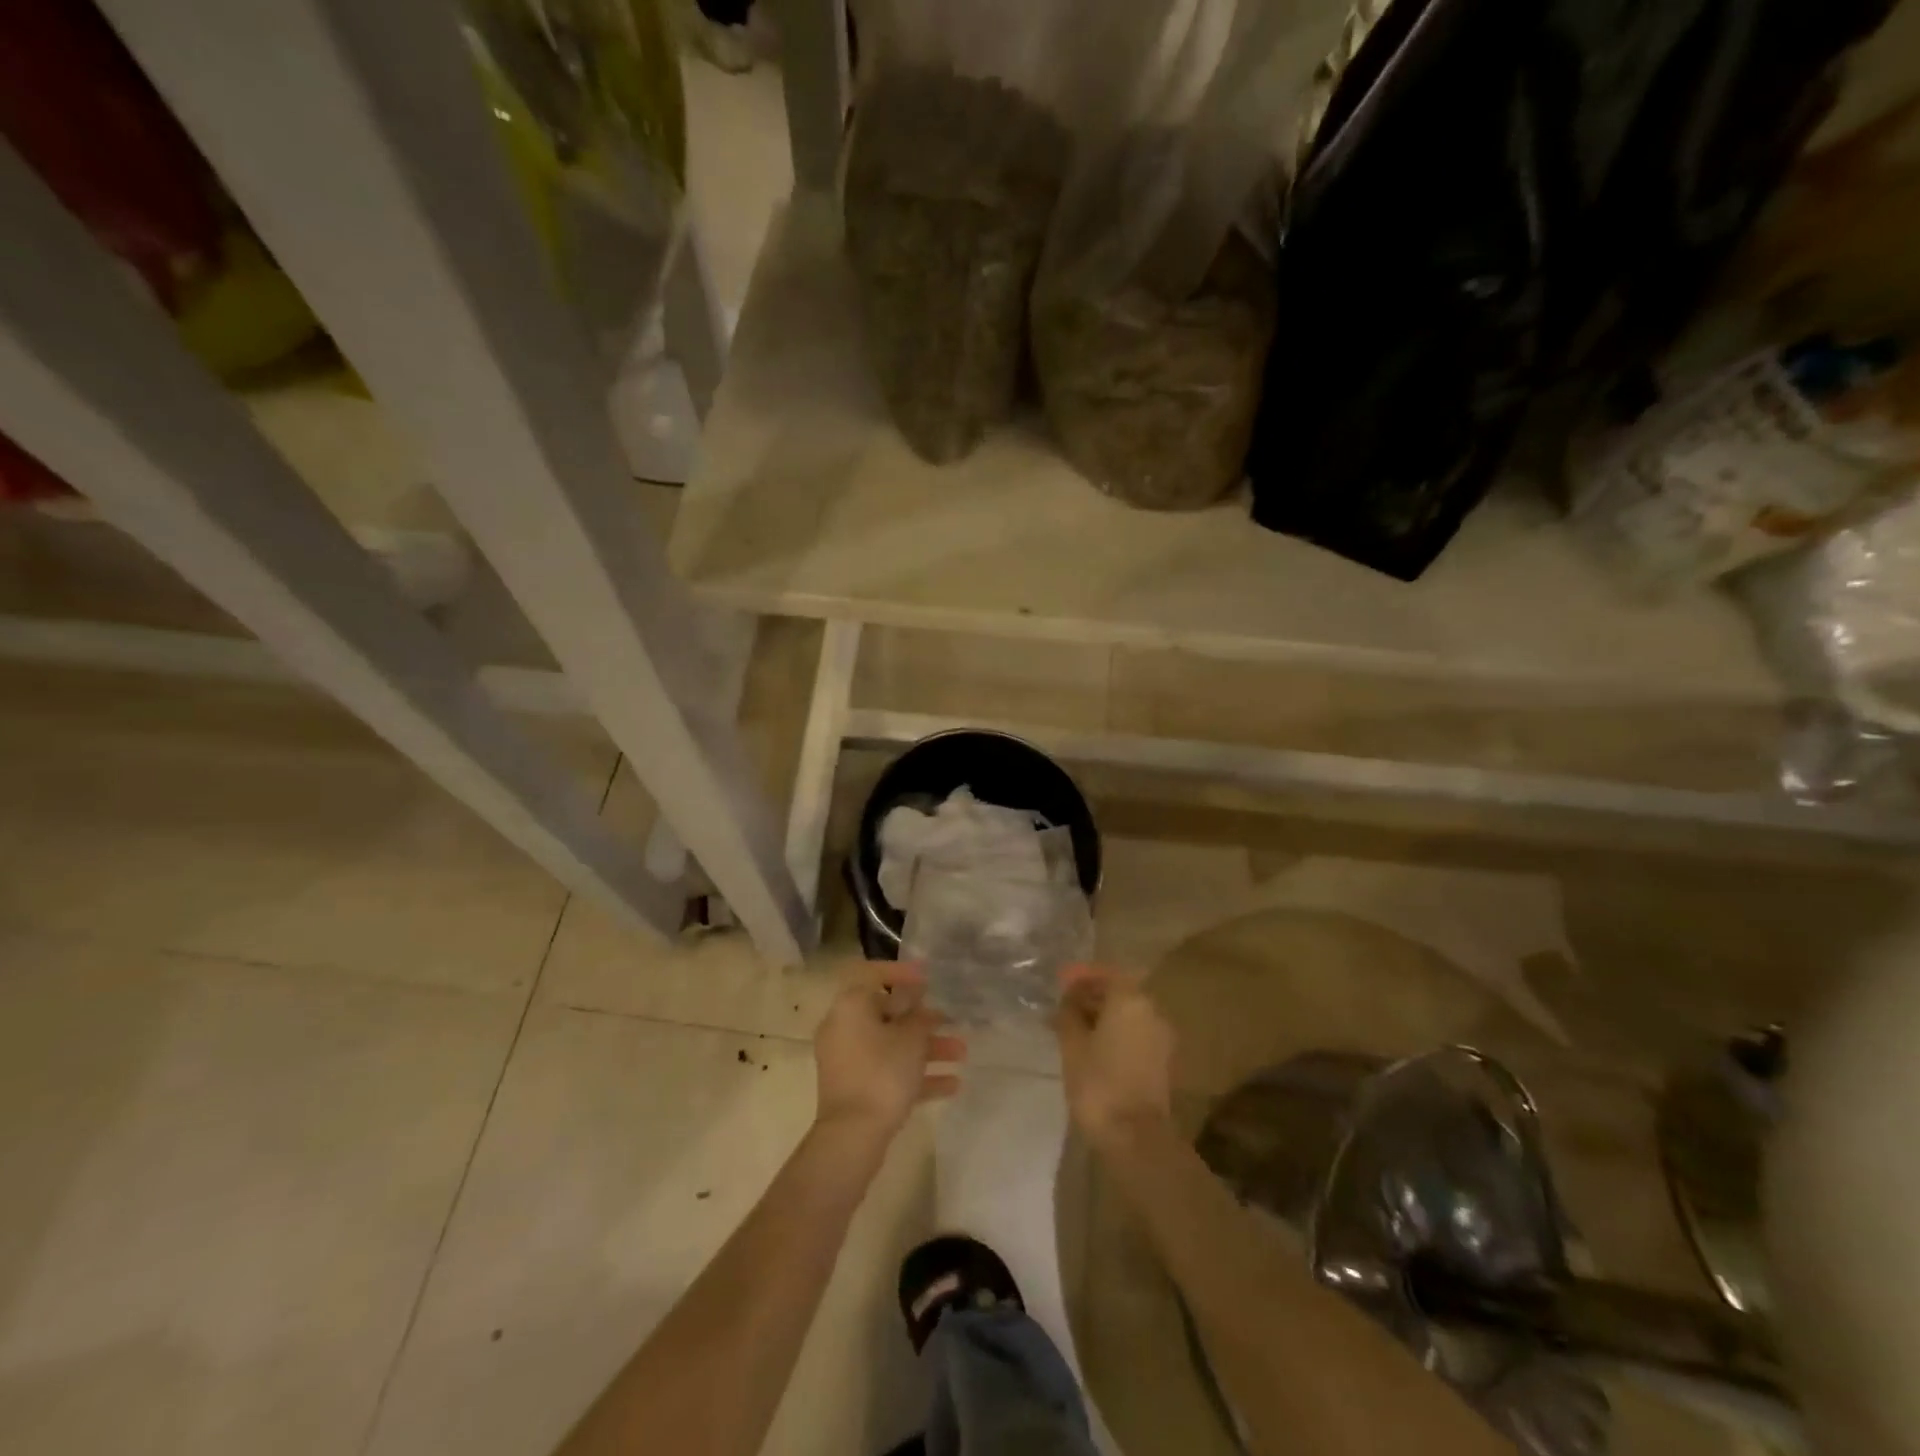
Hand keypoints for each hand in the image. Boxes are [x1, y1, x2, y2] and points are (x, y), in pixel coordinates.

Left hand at [813, 964, 964, 1138]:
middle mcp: (844, 1028)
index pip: (873, 975)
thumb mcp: (911, 1039)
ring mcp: (849, 1060)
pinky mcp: (856, 1088)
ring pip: (892, 1045)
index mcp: (851, 1006)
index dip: (901, 972)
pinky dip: (916, 1075)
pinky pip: (888, 1071)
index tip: (928, 977)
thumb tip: (919, 1003)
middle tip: (951, 1020)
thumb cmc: (882, 1073)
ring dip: (927, 1048)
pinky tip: (952, 1085)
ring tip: (962, 1053)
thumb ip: (920, 1017)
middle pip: (887, 1014)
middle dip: (923, 1019)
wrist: (853, 1136)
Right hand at [1054, 965, 1174, 1146]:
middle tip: (1063, 1005)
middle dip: (1091, 995)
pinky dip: (1113, 1033)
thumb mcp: (1072, 1044)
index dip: (1081, 975)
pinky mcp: (1162, 1062)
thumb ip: (1069, 1013)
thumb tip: (1069, 999)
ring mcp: (1161, 1038)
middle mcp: (1152, 1012)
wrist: (1135, 1137)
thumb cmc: (1098, 1083)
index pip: (1106, 974)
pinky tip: (1091, 1046)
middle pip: (1120, 993)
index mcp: (1131, 1000)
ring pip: (1127, 1015)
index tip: (1060, 981)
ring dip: (1101, 1016)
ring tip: (1072, 1027)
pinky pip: (1134, 1035)